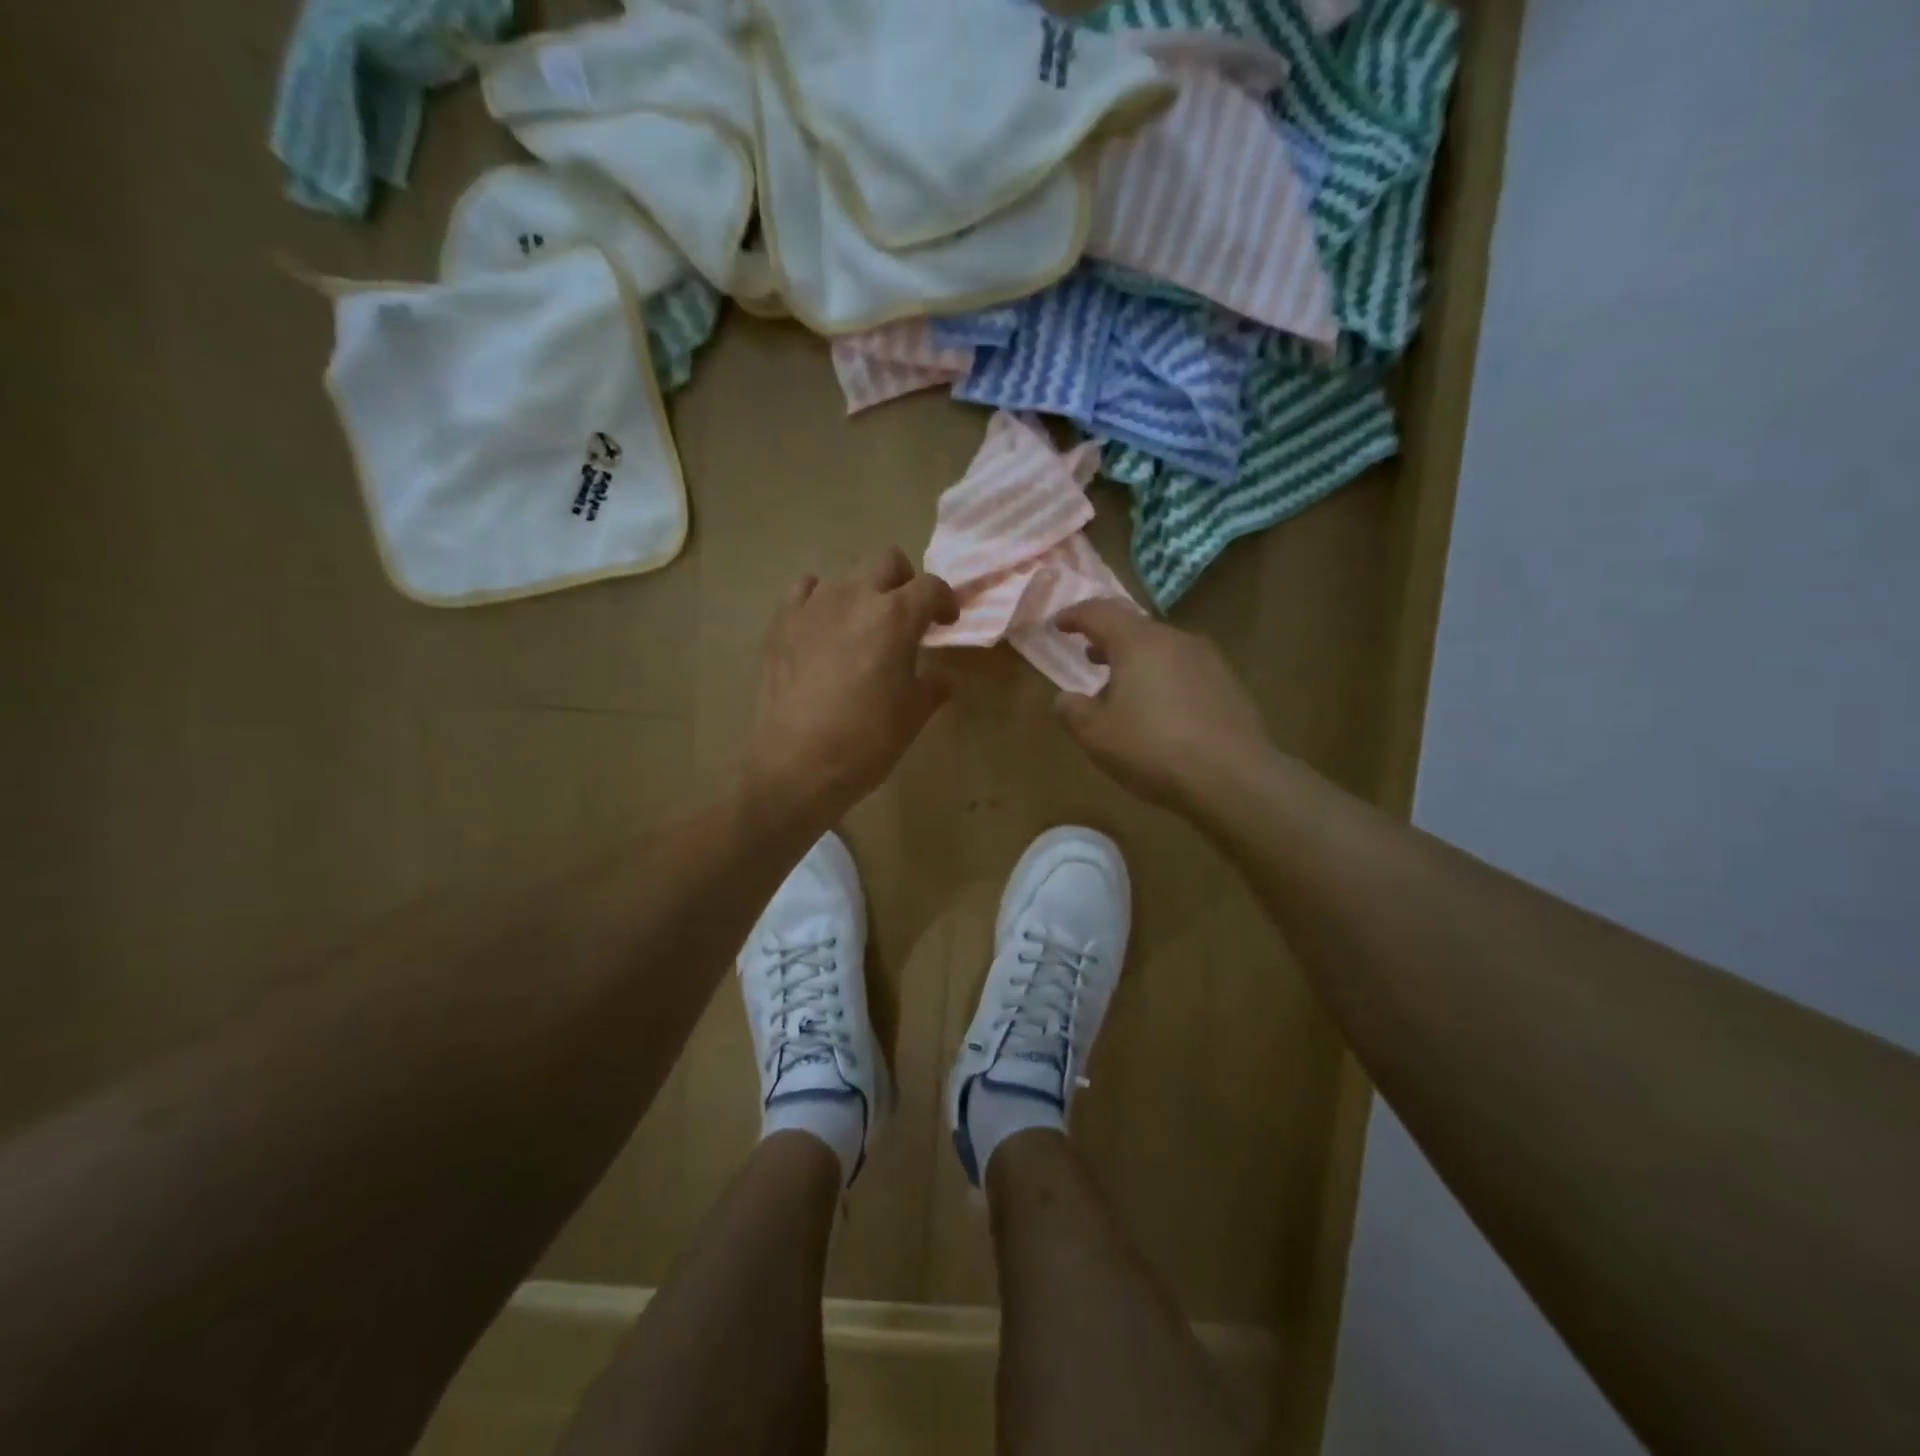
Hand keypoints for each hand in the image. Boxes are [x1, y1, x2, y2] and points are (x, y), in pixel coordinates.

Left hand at [742, 547, 958, 825]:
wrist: (796, 764)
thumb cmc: (867, 741)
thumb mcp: (912, 715)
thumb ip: (932, 686)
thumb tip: (943, 677)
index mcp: (896, 617)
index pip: (931, 587)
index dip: (945, 601)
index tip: (946, 623)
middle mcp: (855, 597)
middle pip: (887, 562)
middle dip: (904, 582)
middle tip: (906, 616)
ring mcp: (813, 606)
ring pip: (845, 574)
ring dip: (862, 592)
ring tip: (862, 626)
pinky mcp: (781, 623)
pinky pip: (804, 591)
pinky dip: (819, 600)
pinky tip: (822, 627)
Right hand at [1051, 600, 1271, 813]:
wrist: (1233, 777)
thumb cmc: (1153, 749)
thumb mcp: (1096, 735)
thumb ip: (1072, 710)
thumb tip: (1065, 698)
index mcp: (1138, 642)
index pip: (1099, 612)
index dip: (1074, 615)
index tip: (1058, 624)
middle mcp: (1175, 640)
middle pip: (1134, 627)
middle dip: (1107, 639)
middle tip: (1088, 655)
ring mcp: (1207, 660)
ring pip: (1161, 648)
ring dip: (1136, 660)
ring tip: (1121, 687)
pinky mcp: (1227, 684)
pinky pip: (1183, 669)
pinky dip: (1162, 677)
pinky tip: (1159, 710)